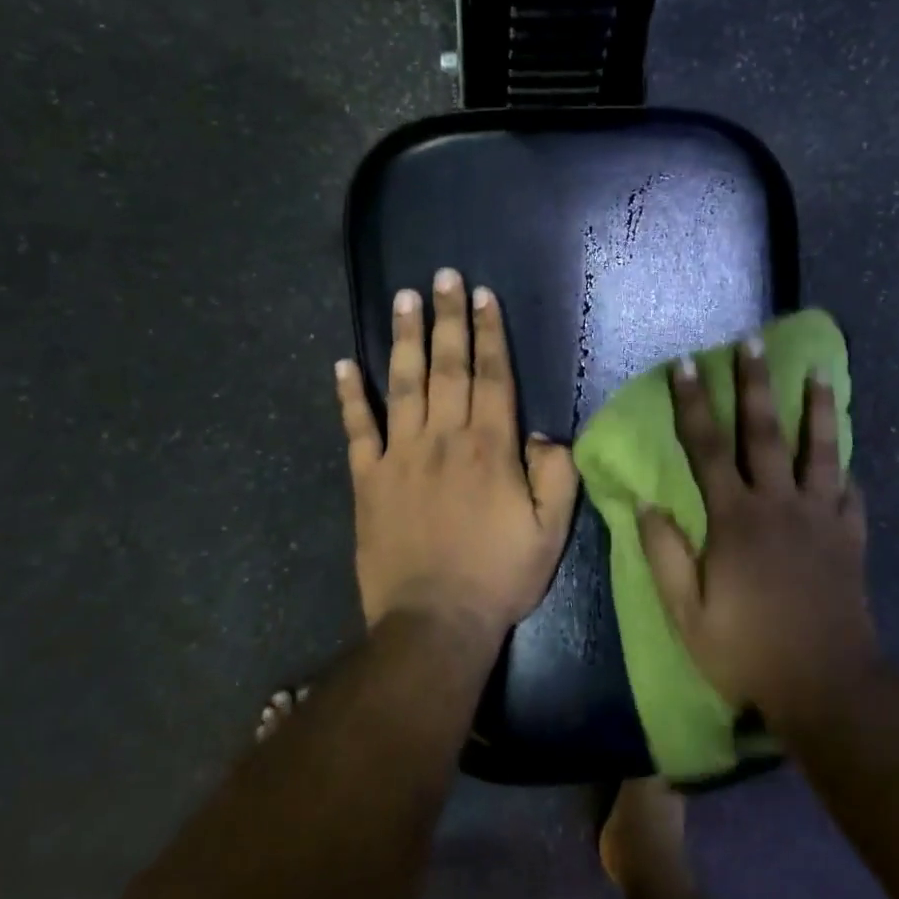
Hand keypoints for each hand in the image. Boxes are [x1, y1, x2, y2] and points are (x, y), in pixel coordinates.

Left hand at [336, 269, 579, 641]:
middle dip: (447, 318)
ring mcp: (400, 456)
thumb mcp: (551, 530)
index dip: (489, 333)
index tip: (482, 296)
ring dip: (404, 339)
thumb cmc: (499, 575)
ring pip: (403, 384)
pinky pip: (357, 429)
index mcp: (490, 447)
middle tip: (442, 276)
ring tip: (403, 298)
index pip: (492, 376)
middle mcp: (444, 438)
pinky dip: (349, 396)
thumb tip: (541, 431)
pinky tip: (343, 364)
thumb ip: (555, 473)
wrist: (434, 621)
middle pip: (447, 366)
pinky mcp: (368, 479)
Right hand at [639, 341, 877, 726]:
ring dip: (816, 408)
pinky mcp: (850, 539)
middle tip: (753, 341)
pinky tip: (845, 458)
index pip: (707, 449)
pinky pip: (850, 494)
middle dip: (755, 384)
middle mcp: (779, 505)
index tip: (687, 364)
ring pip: (819, 451)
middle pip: (764, 433)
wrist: (827, 687)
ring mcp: (821, 519)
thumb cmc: (747, 650)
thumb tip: (647, 505)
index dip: (694, 404)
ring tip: (819, 371)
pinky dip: (846, 471)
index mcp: (735, 519)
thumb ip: (665, 555)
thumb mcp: (687, 613)